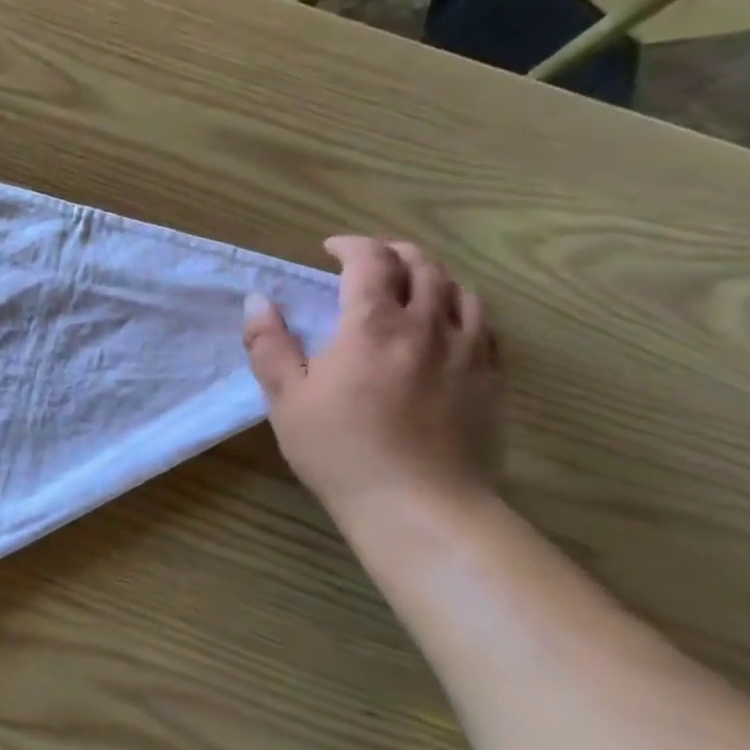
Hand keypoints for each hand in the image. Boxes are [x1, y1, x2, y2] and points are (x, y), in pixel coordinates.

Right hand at [243, 237, 502, 516]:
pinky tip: (446, 324)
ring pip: (460, 290)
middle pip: (422, 266)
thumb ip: (269, 344)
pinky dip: (460, 308)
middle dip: (393, 253)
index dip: (351, 246)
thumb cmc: (339, 449)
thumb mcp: (286, 398)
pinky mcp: (491, 377)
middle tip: (369, 261)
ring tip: (410, 286)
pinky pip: (483, 324)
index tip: (330, 249)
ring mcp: (469, 350)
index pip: (370, 261)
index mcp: (373, 324)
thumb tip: (257, 301)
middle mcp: (428, 324)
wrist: (418, 503)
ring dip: (431, 276)